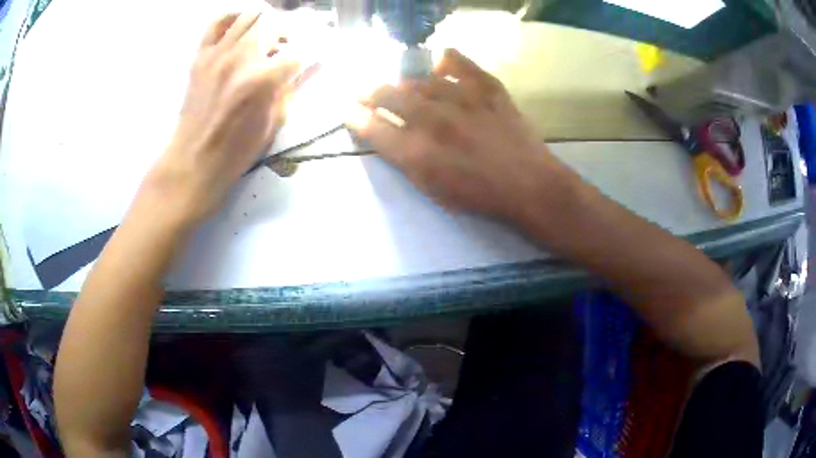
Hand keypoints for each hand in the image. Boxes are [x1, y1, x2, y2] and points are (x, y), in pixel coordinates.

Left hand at [144, 12, 299, 224]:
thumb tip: (312, 64)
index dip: (315, 50)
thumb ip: (293, 87)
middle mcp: (241, 58)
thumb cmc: (237, 150)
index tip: (319, 54)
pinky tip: (240, 28)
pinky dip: (233, 18)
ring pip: (250, 15)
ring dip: (266, 22)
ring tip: (267, 36)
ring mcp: (218, 54)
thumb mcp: (274, 122)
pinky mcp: (201, 56)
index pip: (300, 50)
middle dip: (290, 31)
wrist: (194, 160)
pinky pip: (217, 22)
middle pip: (276, 22)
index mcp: (262, 79)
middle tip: (290, 44)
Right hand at [346, 49, 558, 220]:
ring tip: (404, 87)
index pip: (371, 127)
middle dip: (369, 93)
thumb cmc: (478, 194)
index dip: (354, 117)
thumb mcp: (432, 188)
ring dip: (404, 83)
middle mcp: (432, 119)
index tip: (349, 110)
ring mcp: (460, 98)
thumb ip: (404, 160)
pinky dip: (444, 61)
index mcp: (416, 152)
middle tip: (366, 92)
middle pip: (387, 95)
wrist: (527, 183)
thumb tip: (385, 134)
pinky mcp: (485, 86)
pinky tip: (439, 67)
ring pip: (418, 79)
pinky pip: (457, 62)